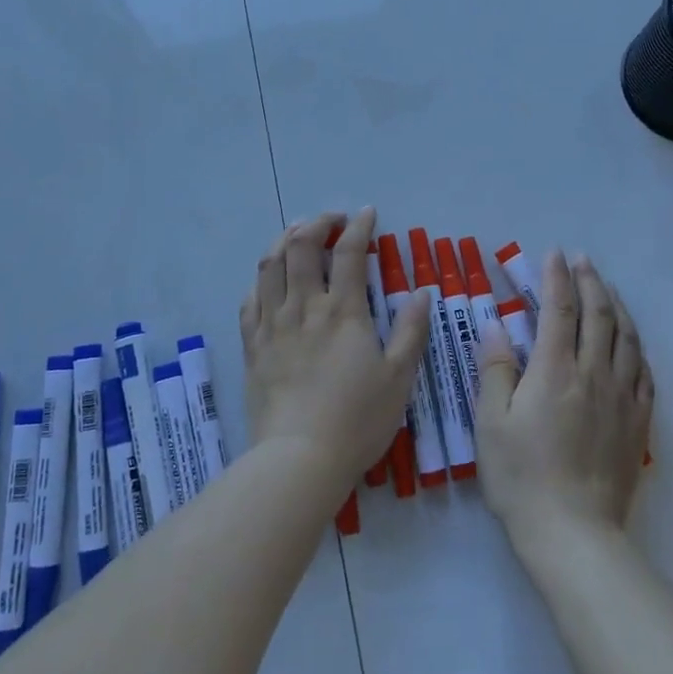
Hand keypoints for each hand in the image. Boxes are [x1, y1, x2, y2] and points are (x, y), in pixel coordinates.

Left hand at [241, 208, 429, 494]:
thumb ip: (412, 331)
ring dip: (284, 239)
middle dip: (317, 223)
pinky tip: (269, 279)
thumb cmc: (357, 420)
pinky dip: (261, 279)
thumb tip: (422, 292)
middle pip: (301, 247)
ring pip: (271, 265)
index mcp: (343, 311)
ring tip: (298, 233)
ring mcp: (273, 325)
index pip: (349, 252)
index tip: (367, 213)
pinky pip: (250, 300)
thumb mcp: (399, 378)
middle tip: (332, 221)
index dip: (359, 227)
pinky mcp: (252, 346)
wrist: (299, 459)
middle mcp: (304, 307)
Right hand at [475, 253, 652, 547]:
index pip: (558, 309)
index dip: (556, 277)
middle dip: (590, 281)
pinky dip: (637, 346)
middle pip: (598, 315)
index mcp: (554, 371)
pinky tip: (631, 342)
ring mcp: (622, 398)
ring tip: (608, 288)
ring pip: (626, 338)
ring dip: (617, 306)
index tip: (554, 253)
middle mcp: (593, 374)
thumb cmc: (522, 477)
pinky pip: (644, 372)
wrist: (574, 534)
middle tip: (583, 260)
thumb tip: (496, 326)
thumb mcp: (490, 423)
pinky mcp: (638, 423)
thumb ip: (494, 370)